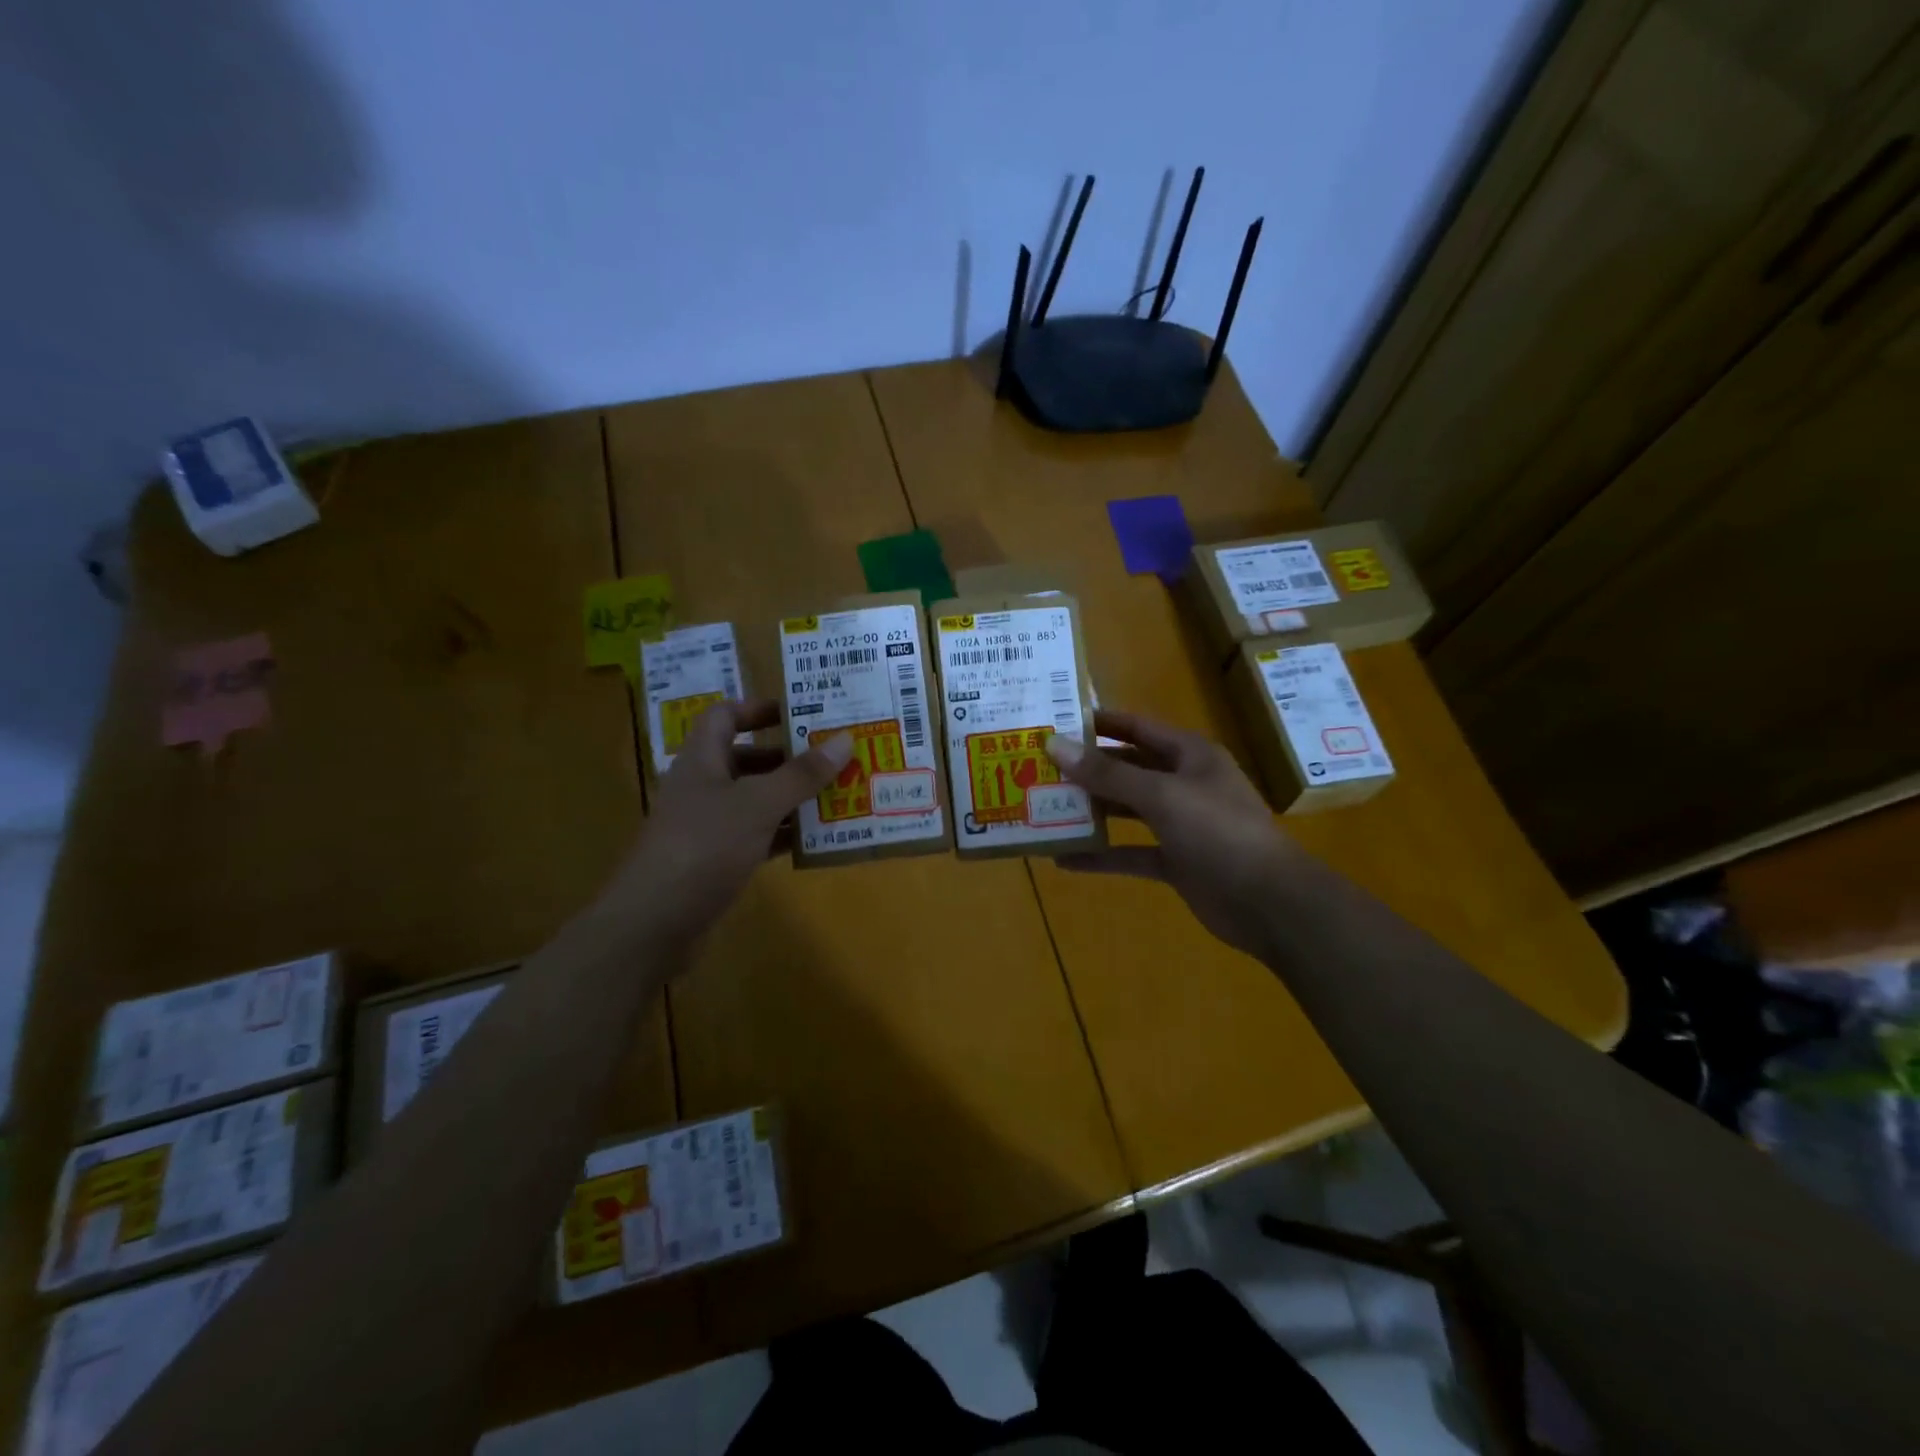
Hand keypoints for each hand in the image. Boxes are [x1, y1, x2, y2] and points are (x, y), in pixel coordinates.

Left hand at [601, 699, 852, 947]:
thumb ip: (801, 774)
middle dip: (789, 757)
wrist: (654, 924)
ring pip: (756, 800)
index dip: (758, 709)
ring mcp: (708, 826)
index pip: (724, 716)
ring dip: (793, 797)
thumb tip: (845, 739)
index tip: (800, 714)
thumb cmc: (704, 847)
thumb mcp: (758, 805)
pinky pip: (758, 836)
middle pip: (747, 759)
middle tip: (834, 757)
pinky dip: (785, 833)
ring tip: (839, 794)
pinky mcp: (717, 861)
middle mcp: (703, 787)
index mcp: (702, 760)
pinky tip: (818, 838)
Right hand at [1046, 710, 1297, 958]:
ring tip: (1044, 808)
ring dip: (1091, 810)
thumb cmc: (1219, 832)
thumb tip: (1054, 745)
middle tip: (1040, 768)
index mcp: (1189, 755)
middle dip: (1087, 769)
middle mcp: (1183, 783)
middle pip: (1127, 769)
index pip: (1136, 728)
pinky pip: (1130, 853)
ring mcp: (1179, 824)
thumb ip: (1107, 774)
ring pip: (1126, 810)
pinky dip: (1102, 855)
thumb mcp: (1161, 795)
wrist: (1269, 902)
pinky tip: (1064, 859)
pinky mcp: (1175, 861)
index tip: (1056, 721)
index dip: (1099, 723)